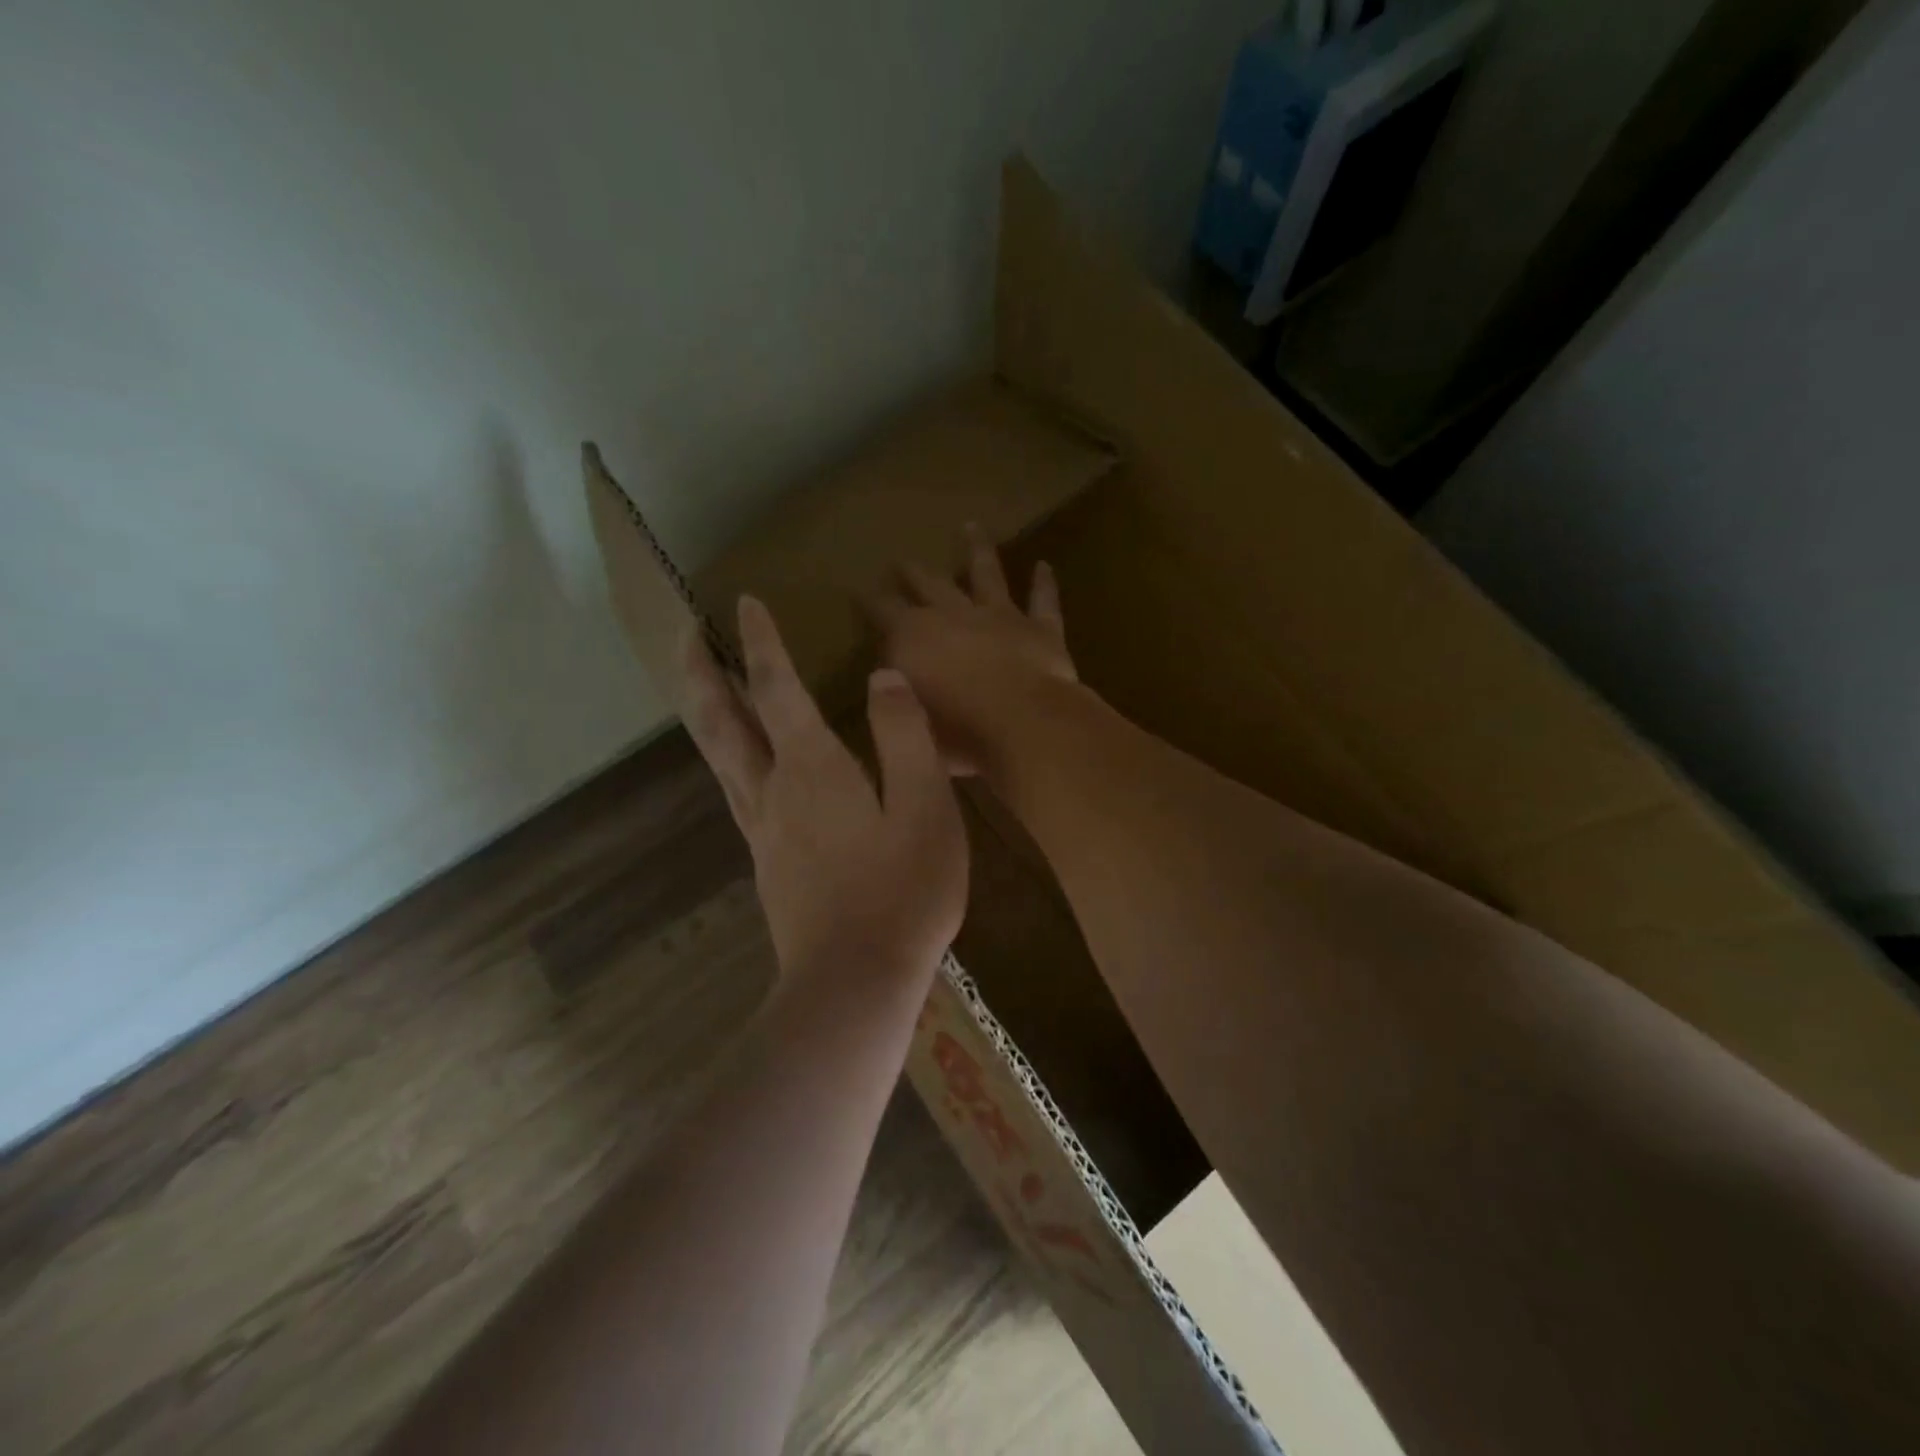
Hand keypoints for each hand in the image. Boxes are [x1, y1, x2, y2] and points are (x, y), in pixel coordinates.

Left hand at [679, 596, 967, 988]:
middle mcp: (774, 791)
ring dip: (705, 712)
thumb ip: (905, 736)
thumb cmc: (903, 891)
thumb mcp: (927, 805)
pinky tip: (744, 764)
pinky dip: (728, 757)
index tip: (744, 602)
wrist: (856, 983)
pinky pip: (737, 792)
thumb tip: (883, 679)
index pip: (777, 688)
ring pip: (719, 758)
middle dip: (700, 672)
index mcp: (812, 768)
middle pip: (721, 721)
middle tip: (684, 634)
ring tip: (702, 685)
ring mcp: (764, 831)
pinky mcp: (768, 864)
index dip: (761, 642)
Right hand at [870, 525, 1081, 778]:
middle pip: (930, 584)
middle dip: (913, 572)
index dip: (870, 602)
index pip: (883, 611)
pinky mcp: (1040, 629)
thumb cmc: (957, 731)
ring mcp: (1000, 617)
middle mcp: (954, 615)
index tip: (858, 592)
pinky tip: (1044, 566)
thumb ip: (897, 693)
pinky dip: (1043, 584)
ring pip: (987, 574)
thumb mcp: (908, 717)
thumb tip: (889, 678)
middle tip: (902, 559)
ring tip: (971, 527)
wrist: (1024, 722)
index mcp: (914, 636)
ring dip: (977, 550)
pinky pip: (1042, 601)